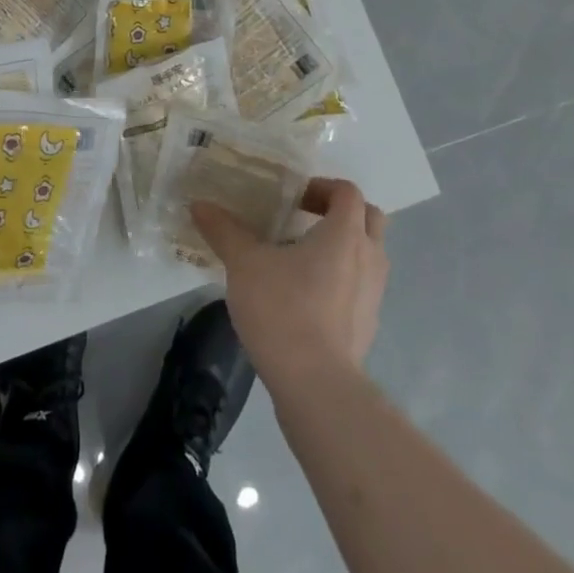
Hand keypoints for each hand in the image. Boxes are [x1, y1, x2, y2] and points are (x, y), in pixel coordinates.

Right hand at [191, 176, 387, 394]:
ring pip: (368, 254)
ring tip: (301, 256)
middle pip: (368, 218)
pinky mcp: (368, 325)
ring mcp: (374, 295)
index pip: (347, 192)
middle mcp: (369, 258)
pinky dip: (341, 279)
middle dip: (340, 212)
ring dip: (342, 246)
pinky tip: (305, 295)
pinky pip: (361, 287)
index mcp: (345, 234)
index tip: (292, 198)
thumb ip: (224, 230)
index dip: (322, 187)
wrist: (316, 386)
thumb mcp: (244, 263)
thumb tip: (199, 204)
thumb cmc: (283, 309)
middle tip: (303, 218)